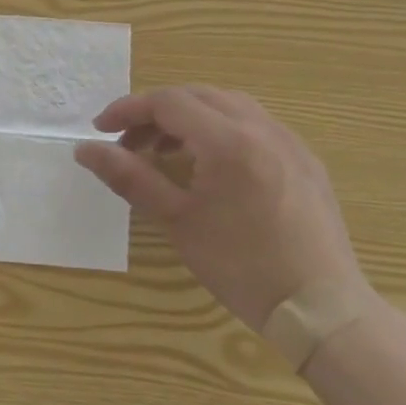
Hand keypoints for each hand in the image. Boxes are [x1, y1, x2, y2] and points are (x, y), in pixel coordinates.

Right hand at [74, 86, 374, 331]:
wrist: (321, 308)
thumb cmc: (241, 265)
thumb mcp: (176, 220)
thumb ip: (129, 177)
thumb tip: (84, 149)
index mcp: (228, 141)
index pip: (168, 102)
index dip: (128, 110)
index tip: (100, 130)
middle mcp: (262, 128)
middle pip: (197, 96)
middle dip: (156, 112)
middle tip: (128, 143)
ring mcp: (289, 141)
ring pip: (228, 106)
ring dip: (189, 117)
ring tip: (164, 151)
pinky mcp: (304, 160)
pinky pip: (254, 125)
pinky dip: (220, 130)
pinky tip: (209, 165)